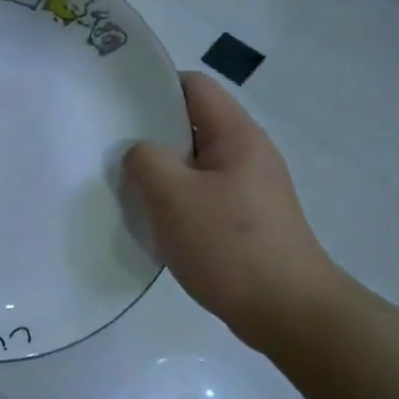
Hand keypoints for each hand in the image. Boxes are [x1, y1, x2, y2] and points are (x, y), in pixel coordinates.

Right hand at [123, 72, 344, 351]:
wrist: (288, 312)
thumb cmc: (229, 246)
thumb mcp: (173, 196)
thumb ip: (146, 160)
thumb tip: (140, 152)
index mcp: (237, 136)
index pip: (193, 86)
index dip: (154, 87)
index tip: (116, 106)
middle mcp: (247, 154)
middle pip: (192, 125)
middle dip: (151, 135)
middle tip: (110, 150)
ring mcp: (249, 189)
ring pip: (193, 164)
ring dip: (161, 173)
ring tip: (127, 189)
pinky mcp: (245, 221)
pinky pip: (201, 195)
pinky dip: (175, 201)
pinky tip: (153, 222)